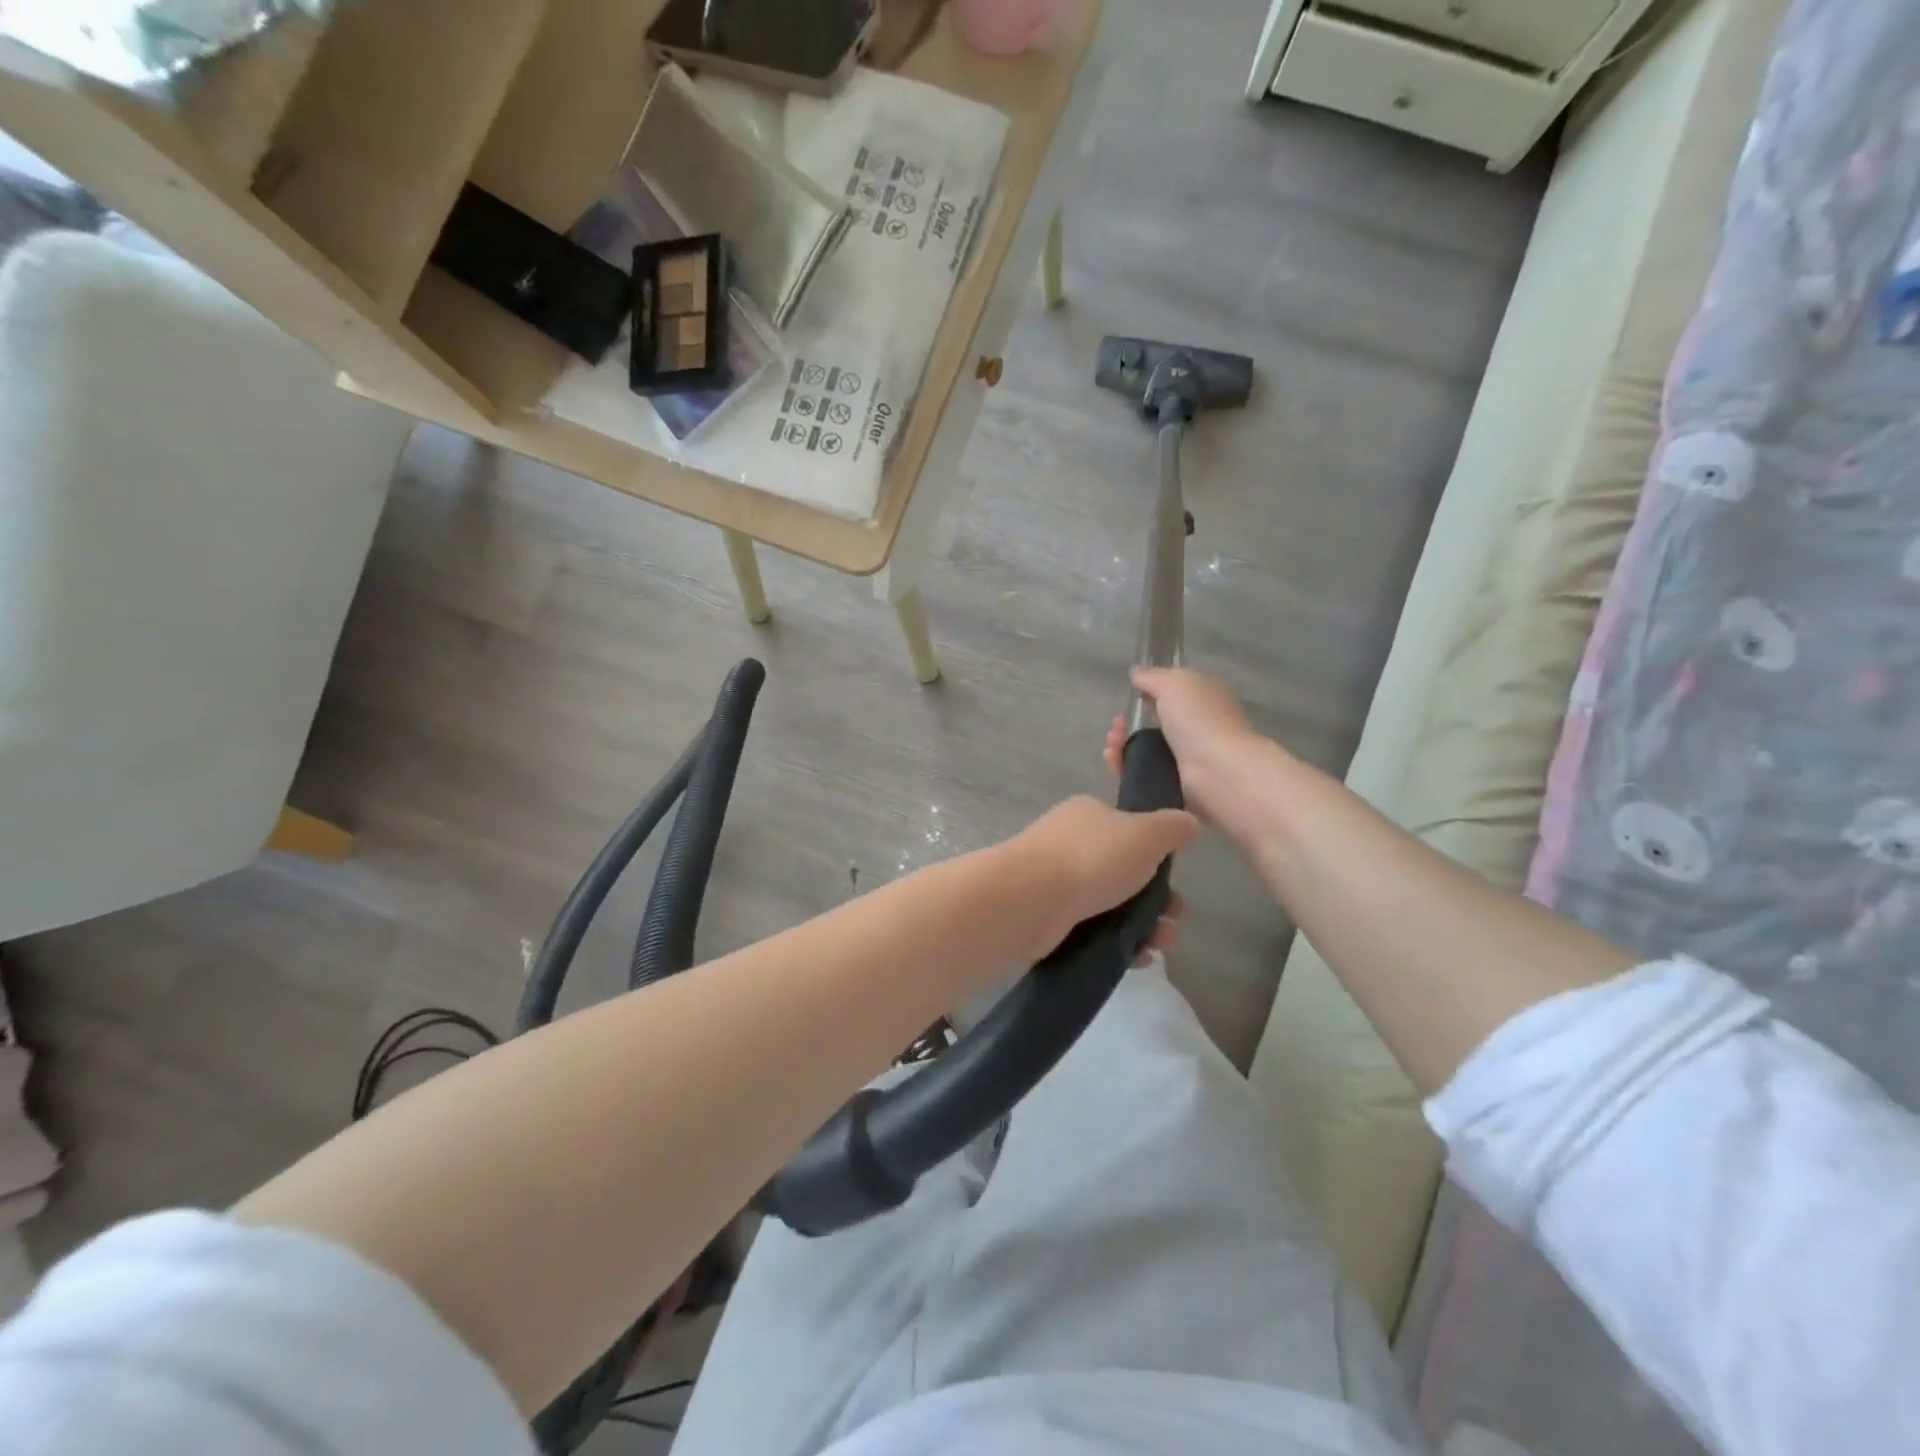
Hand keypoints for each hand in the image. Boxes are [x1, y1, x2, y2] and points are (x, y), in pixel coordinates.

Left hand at [1005, 797, 1196, 962]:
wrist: (1029, 900)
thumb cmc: (1091, 859)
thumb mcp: (1145, 834)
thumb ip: (1172, 827)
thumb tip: (1188, 822)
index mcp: (1088, 815)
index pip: (1128, 831)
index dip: (1156, 857)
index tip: (1176, 881)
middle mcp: (1068, 843)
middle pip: (1123, 871)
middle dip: (1157, 899)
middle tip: (1175, 921)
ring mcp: (1054, 881)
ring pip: (1109, 903)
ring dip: (1142, 924)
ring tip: (1161, 946)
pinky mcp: (1047, 916)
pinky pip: (1090, 929)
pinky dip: (1116, 942)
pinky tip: (1136, 958)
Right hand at [1105, 668, 1268, 831]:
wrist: (1216, 771)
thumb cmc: (1198, 719)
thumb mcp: (1174, 684)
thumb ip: (1152, 677)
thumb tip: (1136, 672)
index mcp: (1205, 698)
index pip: (1174, 691)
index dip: (1150, 690)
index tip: (1131, 695)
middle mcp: (1198, 725)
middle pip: (1155, 721)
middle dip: (1130, 721)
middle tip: (1118, 725)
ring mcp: (1188, 756)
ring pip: (1146, 748)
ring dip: (1123, 744)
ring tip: (1112, 745)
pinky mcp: (1176, 782)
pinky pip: (1144, 772)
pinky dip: (1125, 766)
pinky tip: (1113, 760)